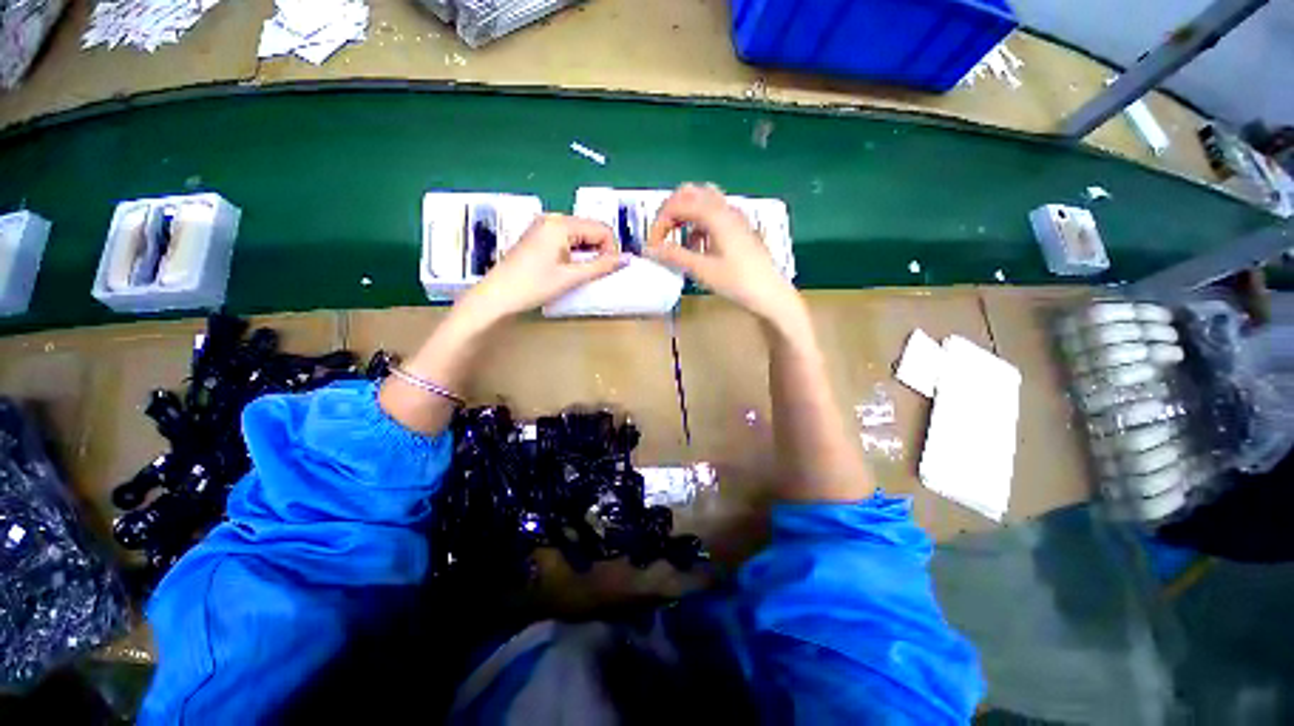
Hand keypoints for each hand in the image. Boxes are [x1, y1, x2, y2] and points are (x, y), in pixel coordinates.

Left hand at [464, 214, 625, 320]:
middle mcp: (552, 218)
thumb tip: (627, 259)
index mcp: (561, 224)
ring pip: (579, 235)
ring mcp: (542, 226)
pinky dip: (574, 252)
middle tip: (594, 274)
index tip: (606, 270)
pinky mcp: (537, 236)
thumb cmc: (534, 286)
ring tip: (579, 274)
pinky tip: (567, 269)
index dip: (610, 249)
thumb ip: (601, 266)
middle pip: (590, 229)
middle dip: (599, 250)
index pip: (601, 229)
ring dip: (587, 253)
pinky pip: (565, 239)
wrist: (497, 297)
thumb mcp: (571, 277)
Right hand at [645, 184, 802, 329]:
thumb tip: (650, 249)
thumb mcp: (702, 270)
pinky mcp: (739, 229)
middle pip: (690, 194)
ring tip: (677, 241)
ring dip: (685, 217)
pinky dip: (698, 225)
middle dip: (670, 212)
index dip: (660, 223)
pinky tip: (696, 247)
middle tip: (661, 236)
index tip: (652, 245)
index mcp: (716, 215)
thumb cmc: (738, 282)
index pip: (678, 205)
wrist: (770, 294)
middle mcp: (725, 209)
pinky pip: (713, 216)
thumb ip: (674, 256)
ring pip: (702, 203)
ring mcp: (735, 217)